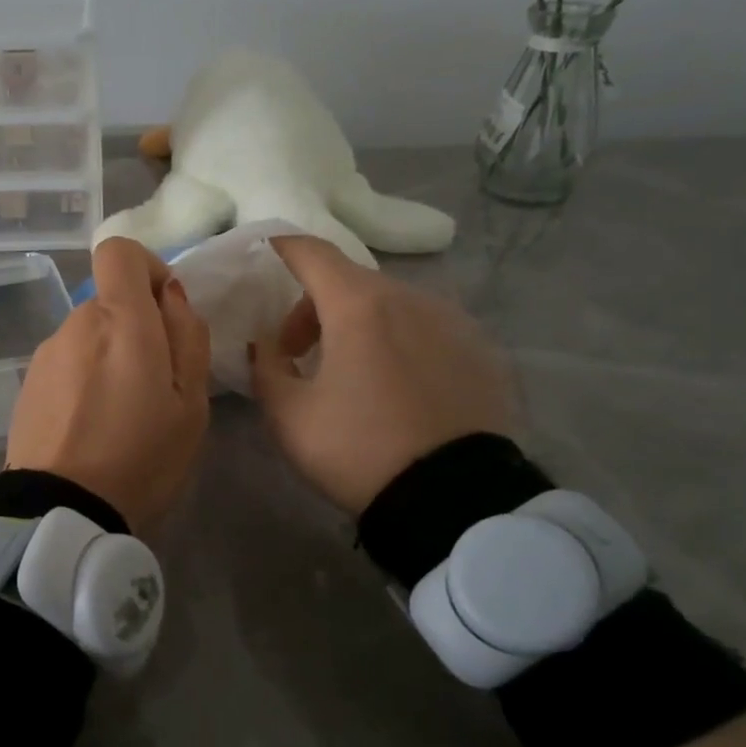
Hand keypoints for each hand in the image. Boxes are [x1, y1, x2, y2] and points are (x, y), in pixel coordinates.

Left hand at [7, 238, 211, 532]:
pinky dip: (84, 379)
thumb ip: (187, 335)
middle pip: (109, 301)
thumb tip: (171, 295)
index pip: (118, 252)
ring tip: (122, 415)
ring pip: (88, 335)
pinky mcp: (27, 383)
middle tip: (155, 386)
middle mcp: (75, 324)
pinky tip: (91, 427)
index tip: (165, 310)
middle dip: (136, 328)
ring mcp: (46, 354)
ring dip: (109, 357)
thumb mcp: (191, 403)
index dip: (146, 268)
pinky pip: (67, 363)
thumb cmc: (141, 457)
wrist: (62, 511)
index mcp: (120, 320)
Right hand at [249, 235, 514, 515]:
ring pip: (391, 304)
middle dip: (315, 306)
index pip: (312, 253)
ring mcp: (452, 322)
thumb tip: (268, 345)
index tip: (265, 254)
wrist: (453, 498)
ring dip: (359, 323)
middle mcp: (410, 299)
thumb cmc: (358, 449)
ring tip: (351, 371)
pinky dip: (399, 341)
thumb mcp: (290, 416)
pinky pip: (426, 329)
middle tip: (298, 351)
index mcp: (358, 306)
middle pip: (350, 281)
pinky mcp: (479, 351)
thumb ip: (267, 368)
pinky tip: (397, 386)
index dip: (283, 248)